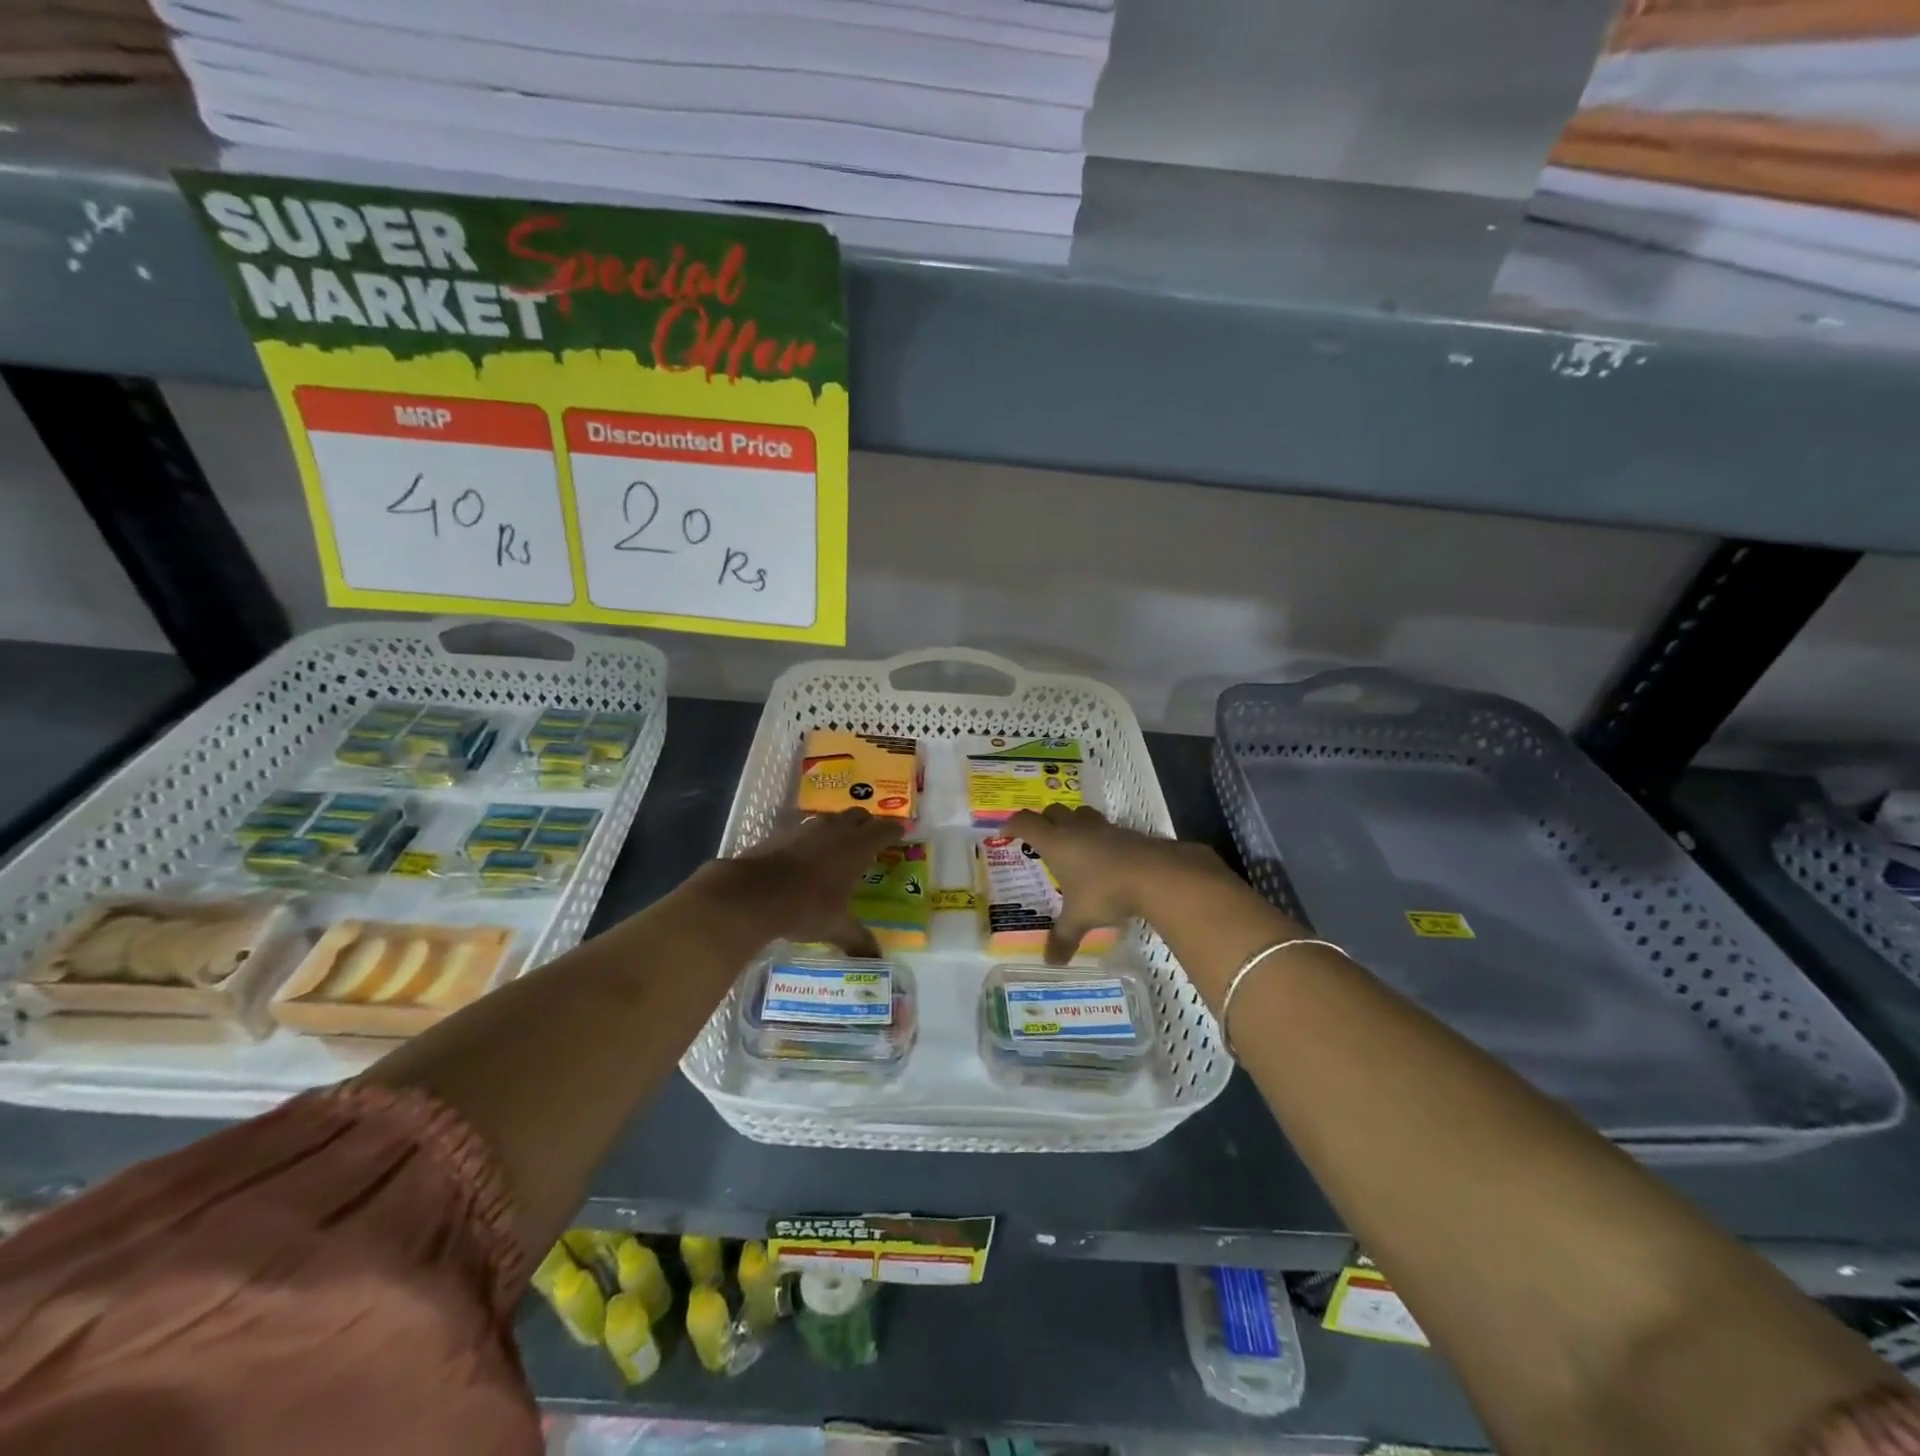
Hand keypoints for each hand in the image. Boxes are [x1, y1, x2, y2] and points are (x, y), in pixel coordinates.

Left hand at [694, 809, 904, 957]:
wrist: (751, 894)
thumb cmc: (805, 907)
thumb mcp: (836, 927)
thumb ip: (858, 939)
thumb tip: (876, 960)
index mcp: (857, 847)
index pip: (884, 830)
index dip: (894, 831)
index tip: (900, 834)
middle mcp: (836, 829)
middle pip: (859, 815)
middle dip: (868, 824)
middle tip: (872, 839)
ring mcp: (807, 827)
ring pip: (832, 819)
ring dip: (840, 827)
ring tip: (840, 847)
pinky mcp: (782, 832)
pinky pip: (807, 828)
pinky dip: (814, 837)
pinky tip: (808, 856)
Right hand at [1006, 805, 1233, 965]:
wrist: (1155, 874)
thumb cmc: (1105, 891)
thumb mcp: (1079, 918)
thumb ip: (1063, 938)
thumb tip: (1050, 962)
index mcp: (1055, 842)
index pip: (1025, 823)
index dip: (1012, 825)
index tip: (1005, 834)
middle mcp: (1075, 828)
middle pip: (1051, 812)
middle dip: (1042, 821)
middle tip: (1039, 840)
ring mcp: (1102, 827)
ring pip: (1079, 814)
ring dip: (1071, 823)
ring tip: (1071, 844)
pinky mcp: (1125, 832)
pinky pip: (1103, 827)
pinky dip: (1096, 837)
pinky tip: (1102, 858)